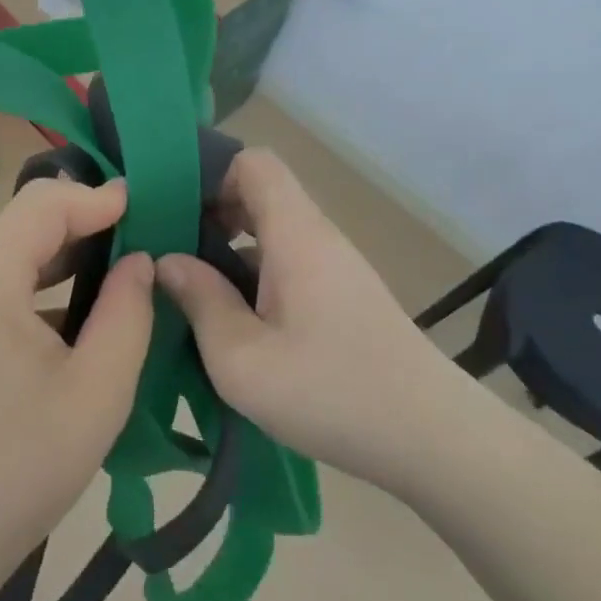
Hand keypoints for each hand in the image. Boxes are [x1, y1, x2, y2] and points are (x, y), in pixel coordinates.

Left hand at [0, 178, 154, 600]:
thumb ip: (127, 312)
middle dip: (86, 225)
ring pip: (12, 255)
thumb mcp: (97, 392)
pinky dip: (39, 287)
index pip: (43, 204)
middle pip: (25, 224)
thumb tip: (139, 259)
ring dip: (65, 258)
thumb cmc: (19, 470)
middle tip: (144, 241)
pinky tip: (76, 316)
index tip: (148, 207)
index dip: (98, 197)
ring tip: (120, 274)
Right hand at [155, 150, 457, 493]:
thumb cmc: (331, 391)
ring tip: (193, 292)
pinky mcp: (343, 295)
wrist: (432, 438)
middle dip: (210, 214)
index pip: (254, 163)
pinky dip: (254, 275)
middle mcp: (317, 237)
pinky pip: (288, 262)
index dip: (210, 175)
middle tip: (172, 255)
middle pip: (260, 194)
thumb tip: (167, 261)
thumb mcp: (242, 359)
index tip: (174, 213)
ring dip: (230, 250)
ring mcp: (334, 267)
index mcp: (295, 234)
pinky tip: (235, 322)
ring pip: (272, 232)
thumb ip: (200, 301)